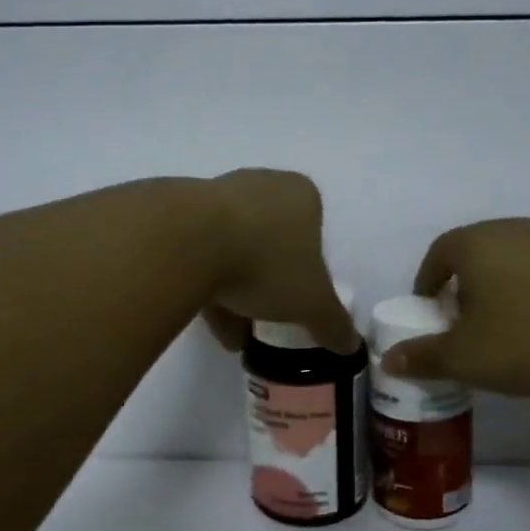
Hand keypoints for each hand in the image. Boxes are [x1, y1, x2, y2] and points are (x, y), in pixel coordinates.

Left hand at [200, 170, 358, 354]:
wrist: (188, 242)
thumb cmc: (267, 262)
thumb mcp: (312, 303)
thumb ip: (333, 324)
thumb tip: (350, 346)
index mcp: (300, 194)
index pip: (313, 232)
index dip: (308, 271)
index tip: (299, 302)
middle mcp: (260, 184)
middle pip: (271, 243)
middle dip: (270, 285)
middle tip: (268, 321)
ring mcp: (216, 196)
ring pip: (234, 250)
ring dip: (236, 294)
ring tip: (236, 337)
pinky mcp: (179, 215)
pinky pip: (200, 255)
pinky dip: (208, 288)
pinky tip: (210, 326)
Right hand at [380, 218, 529, 395]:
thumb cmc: (529, 337)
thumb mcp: (465, 357)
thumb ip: (423, 357)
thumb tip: (388, 359)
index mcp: (474, 244)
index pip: (436, 255)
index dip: (427, 285)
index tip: (430, 316)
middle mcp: (511, 229)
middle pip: (474, 255)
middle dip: (462, 288)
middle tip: (464, 326)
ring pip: (511, 262)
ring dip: (500, 291)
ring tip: (506, 330)